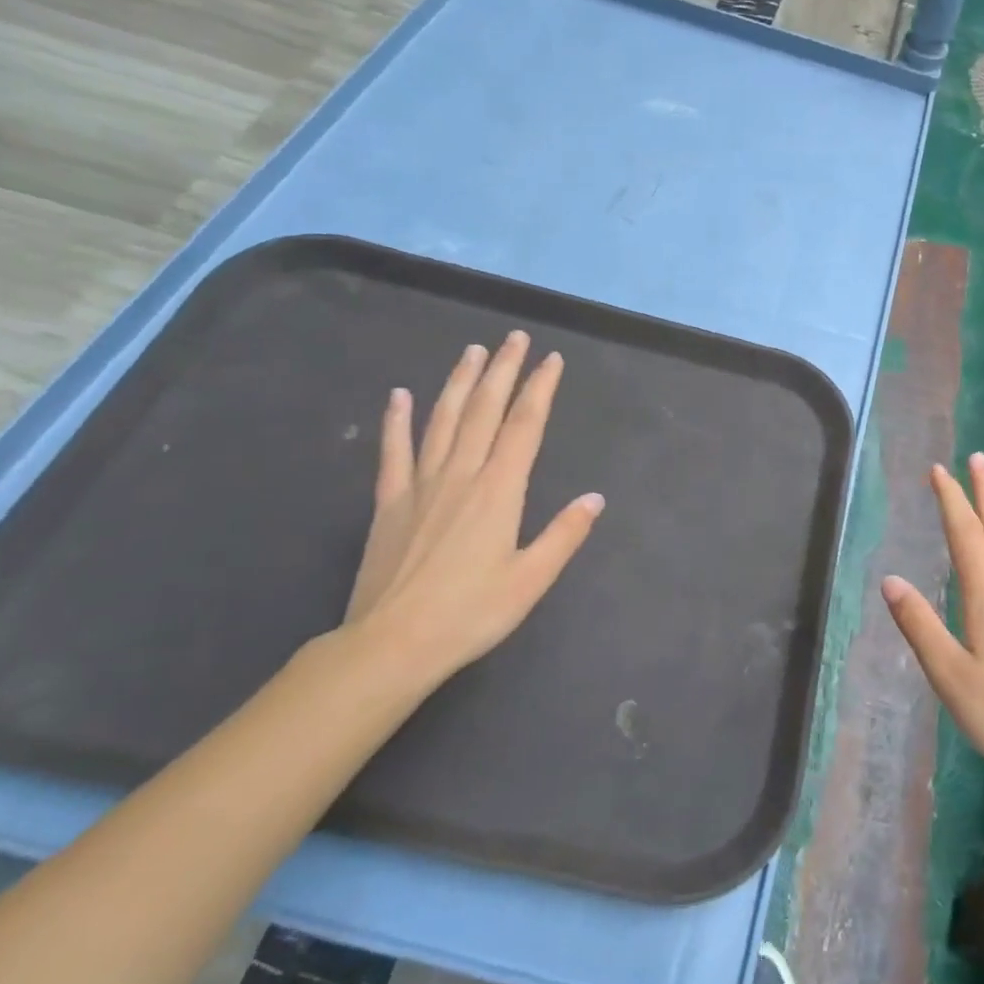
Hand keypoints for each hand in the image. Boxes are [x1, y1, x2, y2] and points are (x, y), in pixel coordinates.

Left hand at [341, 334, 603, 683]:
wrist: (391, 644)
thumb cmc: (470, 614)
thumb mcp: (531, 580)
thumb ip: (564, 535)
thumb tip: (595, 498)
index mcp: (499, 491)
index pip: (524, 426)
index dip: (540, 389)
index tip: (552, 360)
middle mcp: (461, 475)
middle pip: (484, 411)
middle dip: (503, 371)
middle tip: (514, 338)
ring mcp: (420, 485)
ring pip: (443, 420)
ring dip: (459, 382)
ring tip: (473, 351)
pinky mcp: (389, 502)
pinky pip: (394, 451)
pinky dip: (398, 420)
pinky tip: (400, 395)